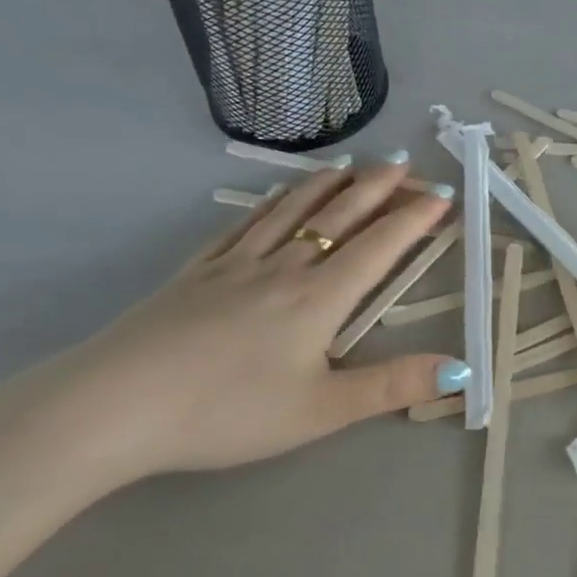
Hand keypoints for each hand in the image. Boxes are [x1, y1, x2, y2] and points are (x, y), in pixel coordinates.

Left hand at [0, 162, 465, 496]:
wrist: (115, 405)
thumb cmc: (227, 411)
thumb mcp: (320, 411)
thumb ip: (392, 386)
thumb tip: (461, 371)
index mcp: (319, 298)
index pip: (380, 246)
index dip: (415, 218)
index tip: (443, 194)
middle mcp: (284, 267)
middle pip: (340, 216)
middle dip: (378, 188)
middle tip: (406, 164)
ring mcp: (236, 263)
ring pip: (293, 210)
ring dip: (329, 184)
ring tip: (353, 165)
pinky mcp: (198, 270)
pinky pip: (246, 223)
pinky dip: (273, 202)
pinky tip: (278, 195)